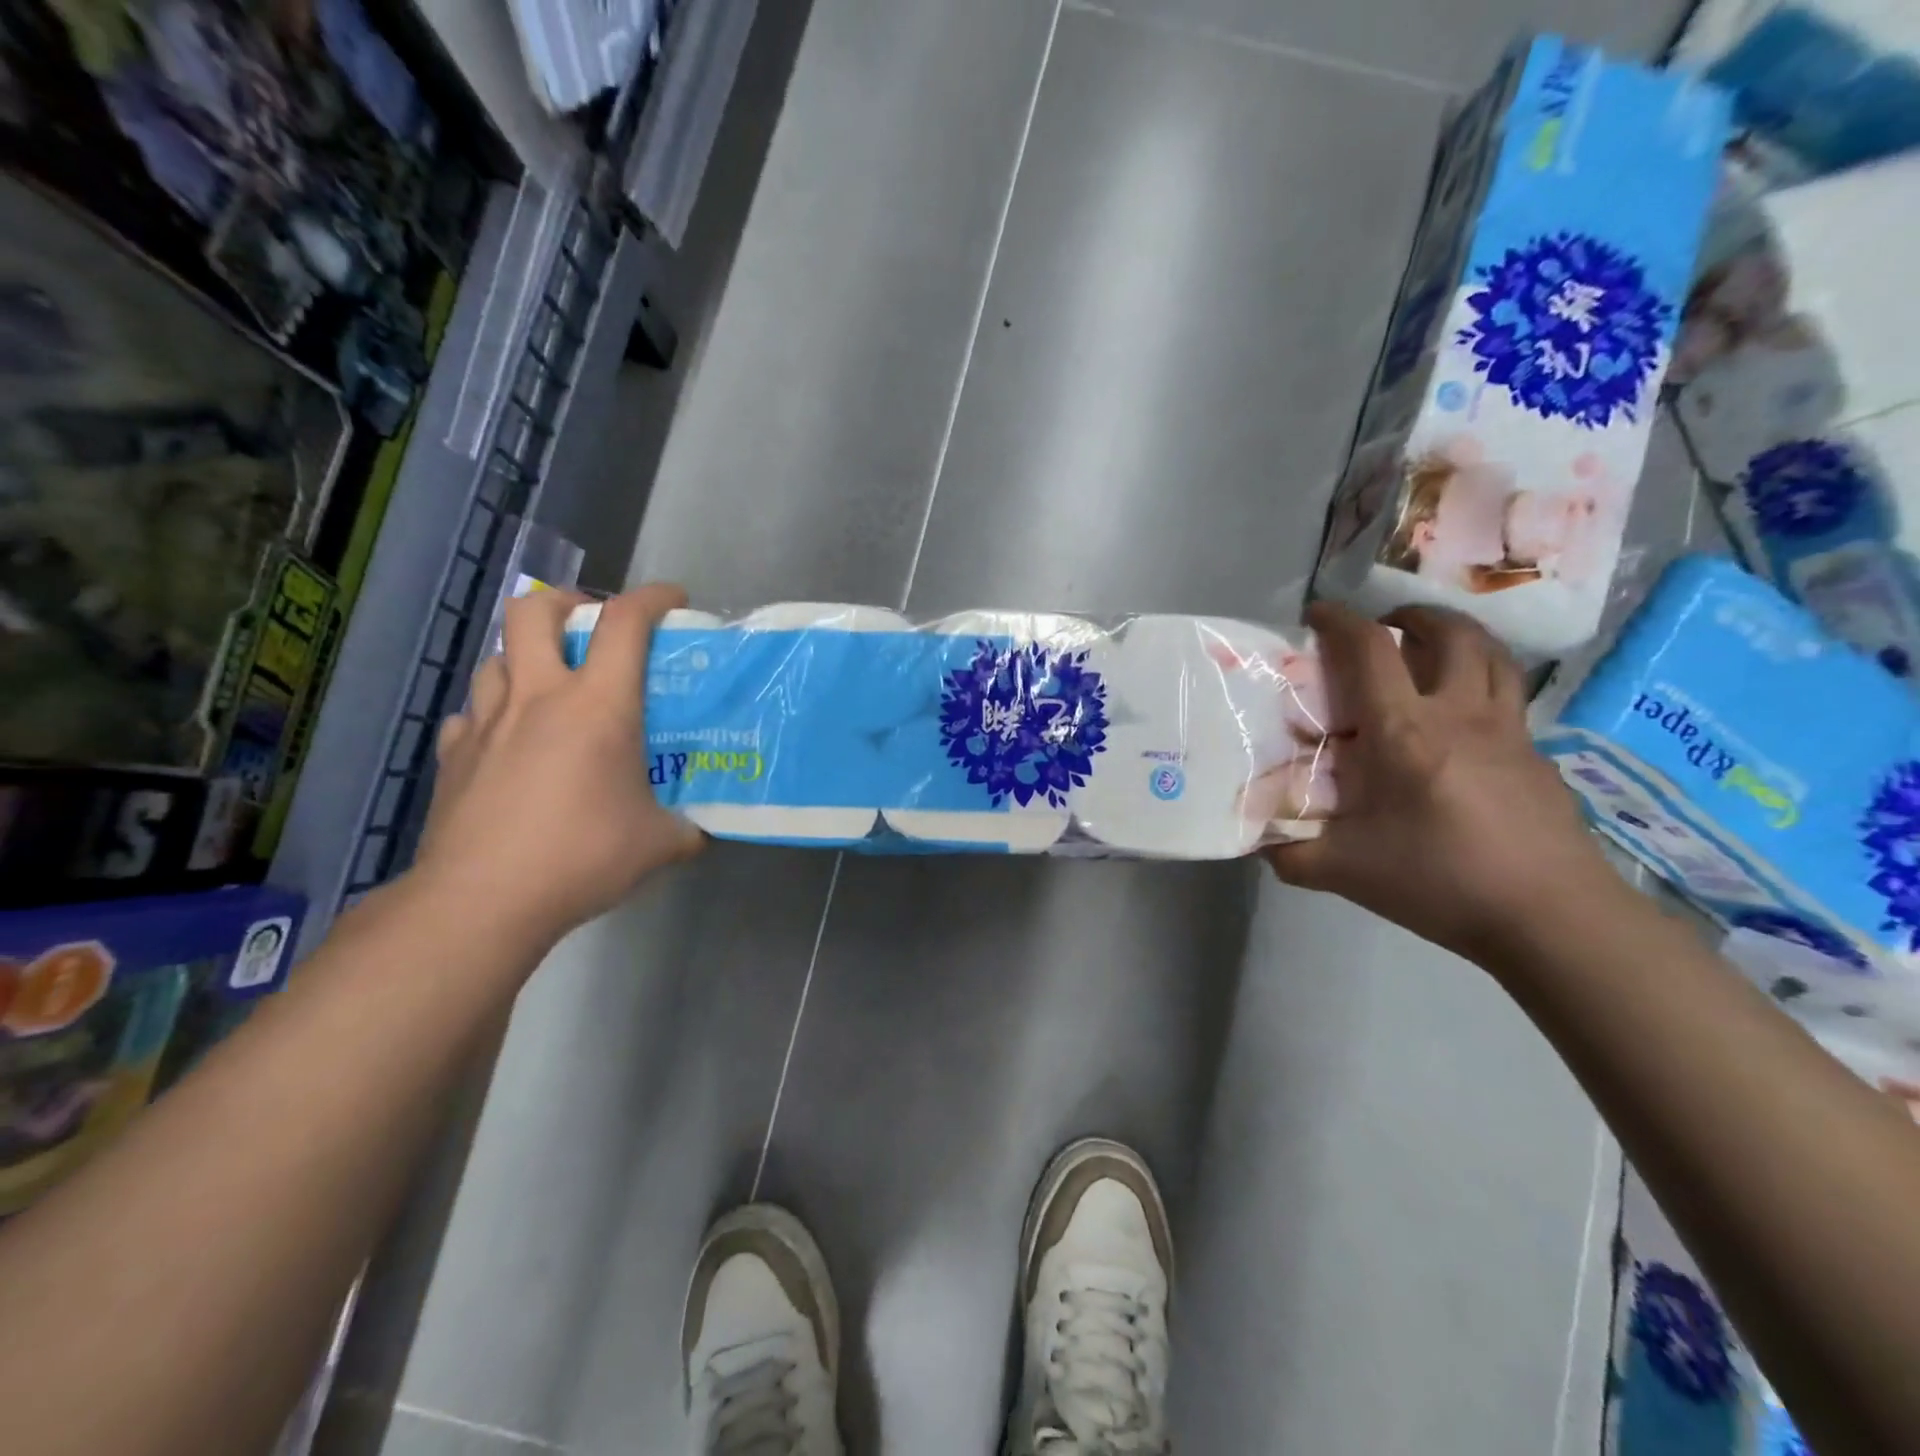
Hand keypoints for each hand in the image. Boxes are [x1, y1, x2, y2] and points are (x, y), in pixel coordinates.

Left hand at [414, 583, 703, 946]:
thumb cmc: (583, 856)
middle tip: (589, 624)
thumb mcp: (660, 844)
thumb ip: (687, 828)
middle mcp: (539, 697)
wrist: (484, 900)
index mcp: (598, 705)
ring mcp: (488, 723)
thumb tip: (700, 832)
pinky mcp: (453, 755)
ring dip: (526, 658)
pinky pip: (470, 714)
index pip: (625, 622)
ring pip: (497, 658)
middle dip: (566, 601)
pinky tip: (506, 741)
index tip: (674, 599)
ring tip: (550, 687)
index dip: (653, 597)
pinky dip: (492, 714)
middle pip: (534, 610)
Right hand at [1266, 602, 1613, 963]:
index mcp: (1404, 731)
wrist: (1551, 917)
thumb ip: (1290, 852)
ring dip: (1458, 636)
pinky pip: (1509, 697)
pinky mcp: (1537, 755)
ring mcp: (1508, 731)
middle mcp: (1460, 714)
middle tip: (1387, 627)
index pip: (1371, 649)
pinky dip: (1482, 683)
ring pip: (1493, 655)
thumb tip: (1258, 840)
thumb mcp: (1344, 871)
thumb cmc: (1439, 881)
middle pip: (1450, 633)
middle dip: (1413, 616)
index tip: (1317, 614)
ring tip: (1431, 650)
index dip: (1340, 621)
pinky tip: (1462, 723)